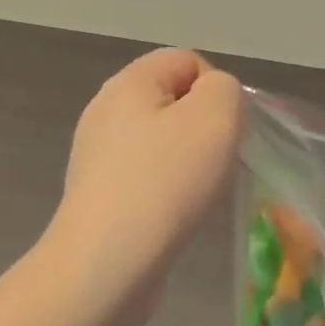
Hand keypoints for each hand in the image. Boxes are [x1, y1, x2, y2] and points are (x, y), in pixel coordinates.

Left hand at [46, 49, 242, 312]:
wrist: (107, 265)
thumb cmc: (165, 182)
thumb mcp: (215, 117)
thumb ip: (224, 89)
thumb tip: (212, 99)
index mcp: (128, 82)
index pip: (187, 60)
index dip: (217, 89)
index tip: (226, 130)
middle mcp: (106, 111)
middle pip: (175, 102)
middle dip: (206, 128)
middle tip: (217, 162)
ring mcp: (98, 156)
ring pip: (163, 143)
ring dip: (190, 163)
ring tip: (198, 194)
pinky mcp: (100, 196)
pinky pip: (148, 178)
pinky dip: (168, 192)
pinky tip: (175, 216)